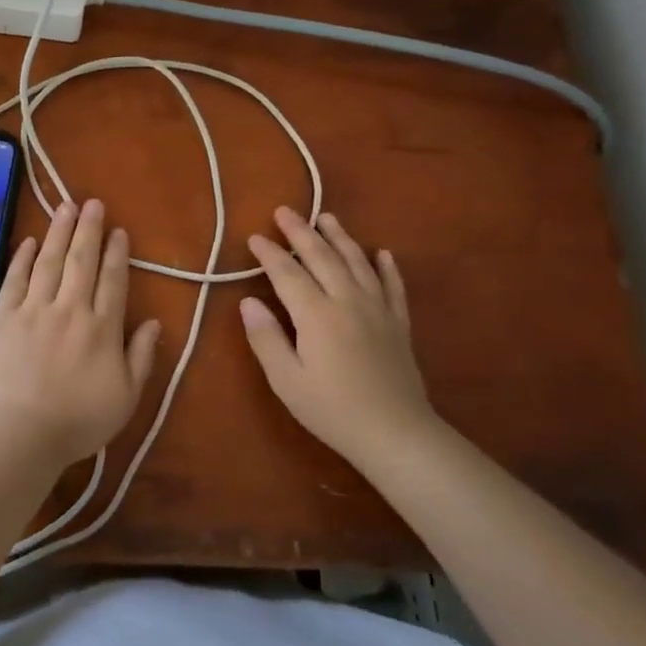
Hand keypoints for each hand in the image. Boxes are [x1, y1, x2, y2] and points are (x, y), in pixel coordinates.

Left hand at [0, 199, 162, 467]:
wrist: (22, 432)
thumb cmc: (79, 420)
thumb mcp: (126, 396)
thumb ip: (142, 357)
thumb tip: (155, 321)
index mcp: (102, 328)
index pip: (113, 281)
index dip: (117, 253)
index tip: (119, 231)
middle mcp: (70, 309)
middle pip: (81, 261)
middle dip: (89, 229)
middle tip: (93, 203)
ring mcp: (34, 310)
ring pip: (48, 262)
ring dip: (58, 232)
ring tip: (66, 207)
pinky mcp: (4, 317)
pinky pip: (14, 280)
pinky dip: (22, 258)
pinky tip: (28, 240)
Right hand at [239, 207, 435, 464]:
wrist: (396, 433)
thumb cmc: (332, 410)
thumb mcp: (286, 380)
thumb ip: (266, 338)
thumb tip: (248, 302)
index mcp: (316, 315)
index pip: (288, 274)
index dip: (270, 254)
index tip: (254, 236)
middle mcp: (348, 302)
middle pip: (322, 258)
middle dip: (301, 233)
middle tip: (286, 211)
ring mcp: (378, 310)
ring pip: (358, 263)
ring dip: (341, 238)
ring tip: (328, 217)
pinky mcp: (398, 324)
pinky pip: (393, 287)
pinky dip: (386, 267)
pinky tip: (382, 253)